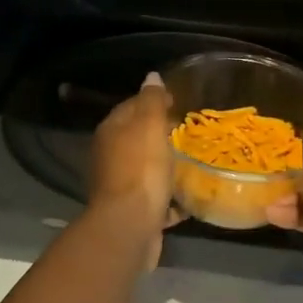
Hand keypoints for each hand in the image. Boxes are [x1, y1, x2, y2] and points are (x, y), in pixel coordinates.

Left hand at [88, 72, 182, 242]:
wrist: (129, 225)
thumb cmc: (141, 169)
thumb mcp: (149, 126)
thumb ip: (151, 100)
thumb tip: (151, 77)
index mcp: (111, 132)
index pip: (131, 106)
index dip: (153, 102)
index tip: (179, 103)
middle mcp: (109, 156)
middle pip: (138, 139)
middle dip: (161, 136)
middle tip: (190, 133)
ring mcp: (119, 186)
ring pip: (146, 170)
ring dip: (165, 168)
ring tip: (193, 164)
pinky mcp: (132, 212)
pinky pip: (155, 200)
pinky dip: (169, 199)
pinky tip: (189, 199)